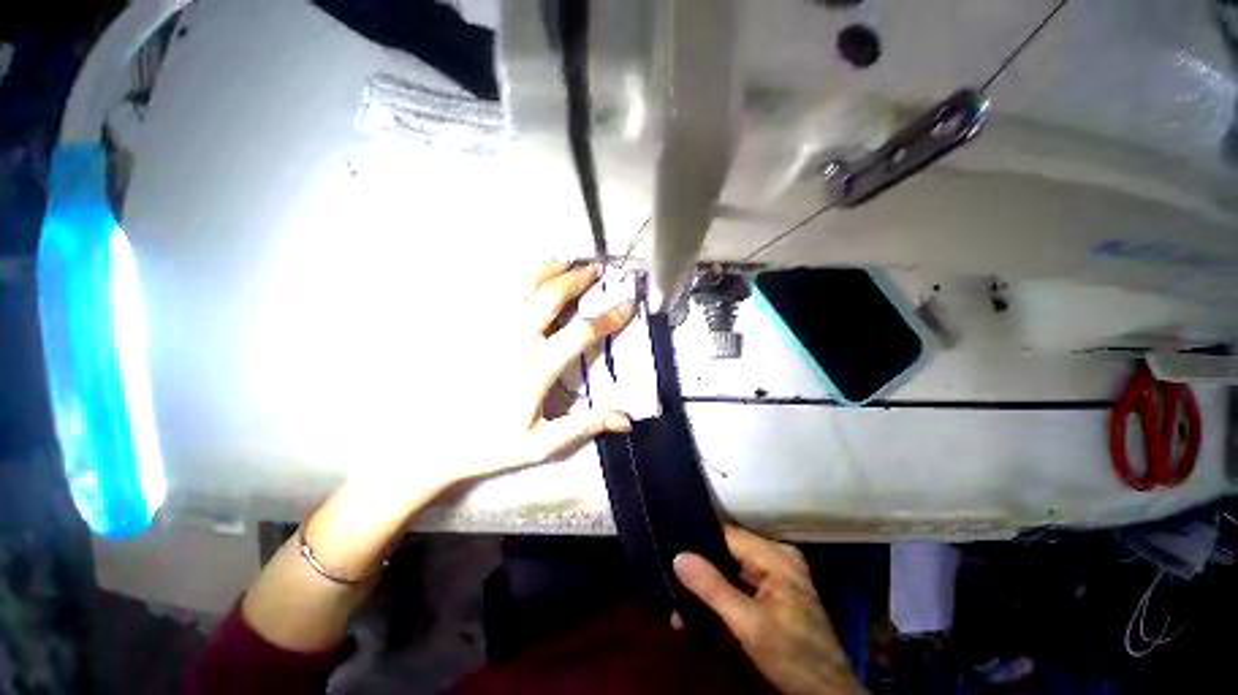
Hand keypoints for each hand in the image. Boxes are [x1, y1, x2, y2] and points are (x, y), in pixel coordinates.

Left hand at [459, 260, 635, 477]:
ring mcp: (490, 329)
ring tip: (566, 262)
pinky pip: (499, 293)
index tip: (628, 303)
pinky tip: (528, 277)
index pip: (581, 332)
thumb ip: (586, 425)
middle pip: (551, 295)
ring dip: (548, 269)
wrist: (432, 443)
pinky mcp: (473, 328)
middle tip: (595, 269)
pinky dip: (519, 278)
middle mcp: (514, 339)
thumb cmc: (491, 444)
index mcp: (536, 367)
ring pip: (522, 285)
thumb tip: (626, 419)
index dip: (609, 317)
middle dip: (577, 278)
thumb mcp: (543, 443)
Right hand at [673, 526, 866, 694]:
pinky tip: (702, 607)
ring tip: (678, 597)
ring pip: (732, 566)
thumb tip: (678, 557)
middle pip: (728, 550)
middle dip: (701, 568)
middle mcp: (777, 555)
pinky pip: (741, 580)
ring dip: (708, 584)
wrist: (828, 694)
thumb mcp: (749, 625)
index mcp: (776, 555)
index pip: (727, 535)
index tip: (670, 549)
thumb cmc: (792, 657)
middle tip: (671, 578)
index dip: (698, 540)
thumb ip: (713, 588)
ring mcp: (778, 572)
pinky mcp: (776, 589)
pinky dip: (722, 593)